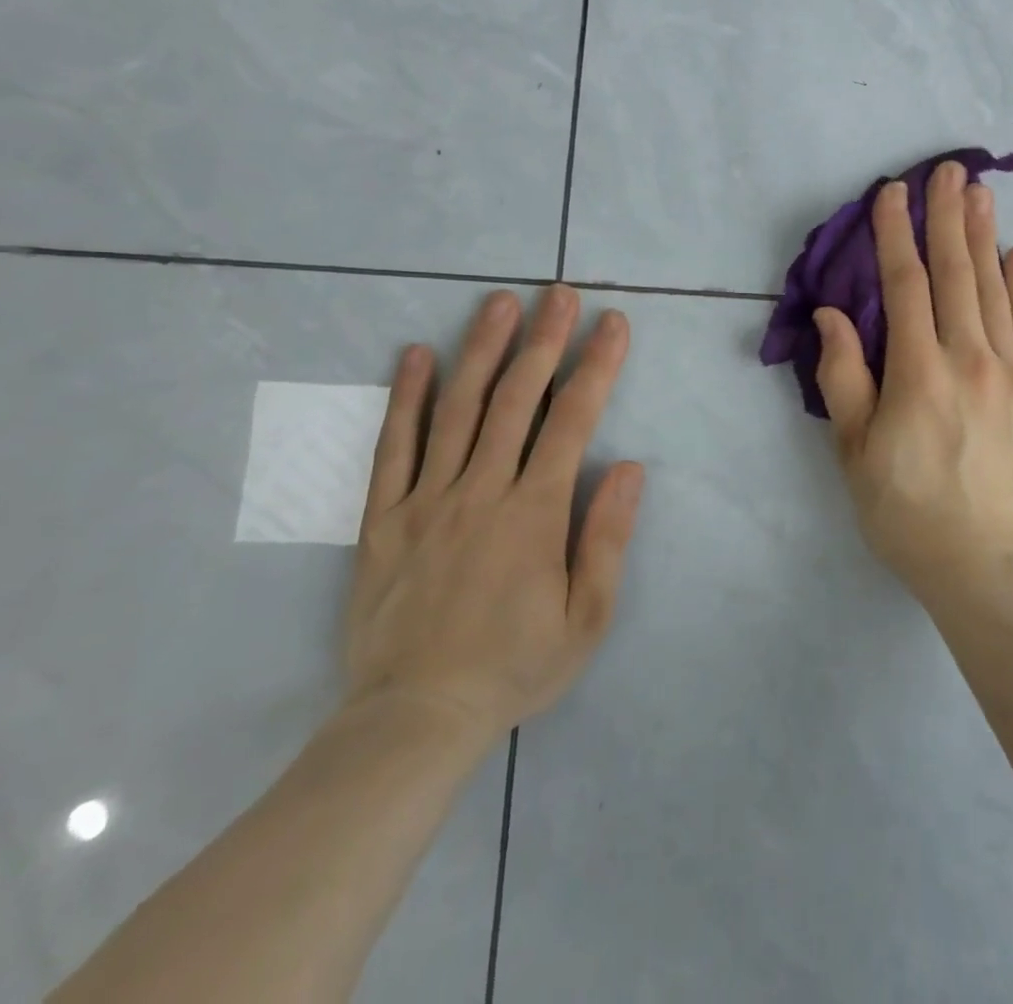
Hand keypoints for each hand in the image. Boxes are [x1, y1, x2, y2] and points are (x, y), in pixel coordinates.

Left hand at [343, 286, 642, 753]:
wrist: (414, 719)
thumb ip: (607, 538)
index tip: (613, 324)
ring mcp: (426, 499)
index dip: (597, 366)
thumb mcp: (586, 619)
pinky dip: (405, 397)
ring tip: (500, 303)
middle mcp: (480, 490)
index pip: (572, 420)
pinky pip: (393, 447)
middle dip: (544, 340)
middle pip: (515, 399)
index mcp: (533, 512)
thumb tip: (629, 467)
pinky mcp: (383, 517)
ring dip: (482, 350)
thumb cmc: (514, 667)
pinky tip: (416, 355)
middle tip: (560, 293)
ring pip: (456, 409)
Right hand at [813, 162, 1012, 610]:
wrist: (985, 565)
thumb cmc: (904, 510)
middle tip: (947, 169)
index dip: (894, 234)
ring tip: (979, 192)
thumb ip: (843, 376)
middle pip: (956, 274)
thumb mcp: (853, 450)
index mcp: (918, 373)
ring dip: (984, 238)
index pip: (904, 285)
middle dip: (946, 217)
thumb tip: (832, 314)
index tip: (891, 192)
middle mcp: (969, 360)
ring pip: (995, 291)